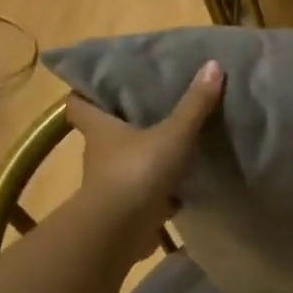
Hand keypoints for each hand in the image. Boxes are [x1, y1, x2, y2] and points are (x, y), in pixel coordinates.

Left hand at [64, 60, 223, 239]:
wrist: (122, 228)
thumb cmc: (137, 171)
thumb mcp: (173, 133)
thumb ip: (194, 104)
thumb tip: (213, 64)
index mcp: (100, 129)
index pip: (79, 104)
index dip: (86, 93)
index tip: (103, 85)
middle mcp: (100, 154)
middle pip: (106, 133)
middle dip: (125, 125)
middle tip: (152, 109)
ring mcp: (113, 184)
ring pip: (127, 164)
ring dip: (145, 158)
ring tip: (174, 145)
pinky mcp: (129, 209)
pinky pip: (146, 194)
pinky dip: (161, 190)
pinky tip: (183, 185)